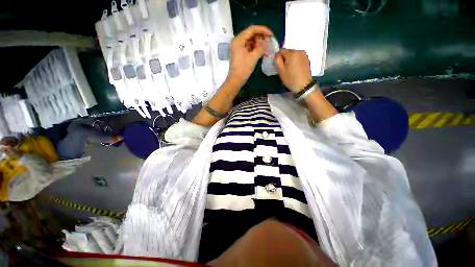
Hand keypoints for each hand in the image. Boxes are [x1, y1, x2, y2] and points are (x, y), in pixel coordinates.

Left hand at [227, 25, 273, 87]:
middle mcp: (238, 41)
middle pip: (251, 35)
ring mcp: (238, 48)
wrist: (235, 80)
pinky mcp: (240, 54)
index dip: (263, 30)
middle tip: (270, 41)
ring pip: (251, 41)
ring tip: (267, 47)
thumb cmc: (243, 69)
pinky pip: (249, 48)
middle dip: (261, 37)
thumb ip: (261, 48)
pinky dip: (256, 49)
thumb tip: (268, 44)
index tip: (271, 35)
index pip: (252, 29)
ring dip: (259, 44)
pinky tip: (262, 52)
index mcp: (239, 40)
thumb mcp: (253, 57)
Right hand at [274, 49, 312, 92]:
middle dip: (284, 58)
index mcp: (291, 53)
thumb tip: (277, 55)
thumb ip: (277, 61)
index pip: (281, 51)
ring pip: (293, 55)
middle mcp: (299, 51)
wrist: (304, 85)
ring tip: (290, 69)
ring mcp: (304, 54)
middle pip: (288, 52)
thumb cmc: (291, 79)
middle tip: (284, 69)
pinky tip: (295, 69)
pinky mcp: (307, 59)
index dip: (278, 58)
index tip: (278, 66)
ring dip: (290, 60)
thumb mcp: (281, 71)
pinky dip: (295, 61)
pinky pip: (298, 57)